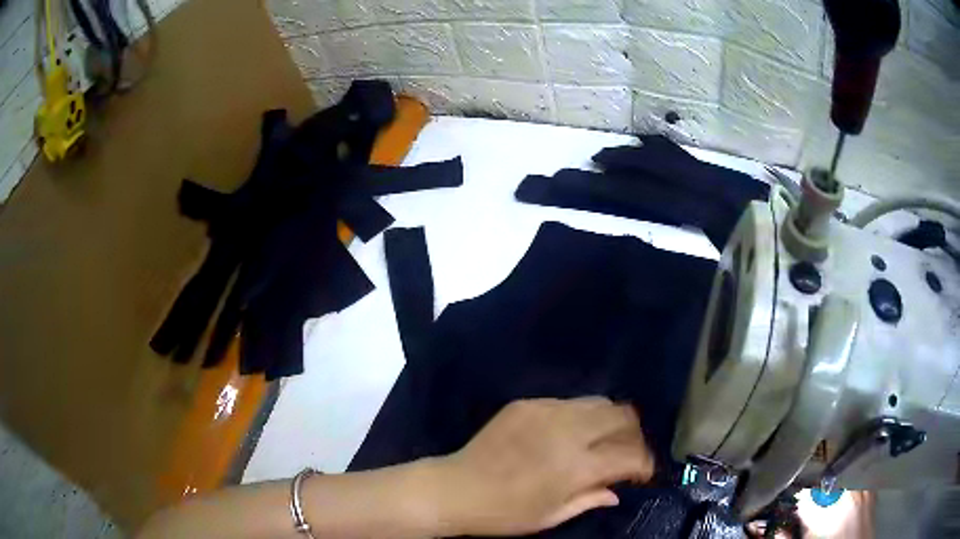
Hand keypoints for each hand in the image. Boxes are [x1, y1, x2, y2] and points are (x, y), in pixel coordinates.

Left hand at [432, 397, 654, 535]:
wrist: (457, 488)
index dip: (645, 464)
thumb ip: (590, 499)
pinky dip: (579, 416)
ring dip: (609, 421)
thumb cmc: (506, 513)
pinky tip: (567, 434)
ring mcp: (547, 411)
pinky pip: (568, 402)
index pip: (631, 455)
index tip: (642, 474)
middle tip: (626, 453)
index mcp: (578, 466)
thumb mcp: (551, 516)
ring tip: (601, 440)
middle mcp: (569, 431)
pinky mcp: (528, 403)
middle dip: (634, 435)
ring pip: (599, 402)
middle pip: (623, 416)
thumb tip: (616, 492)